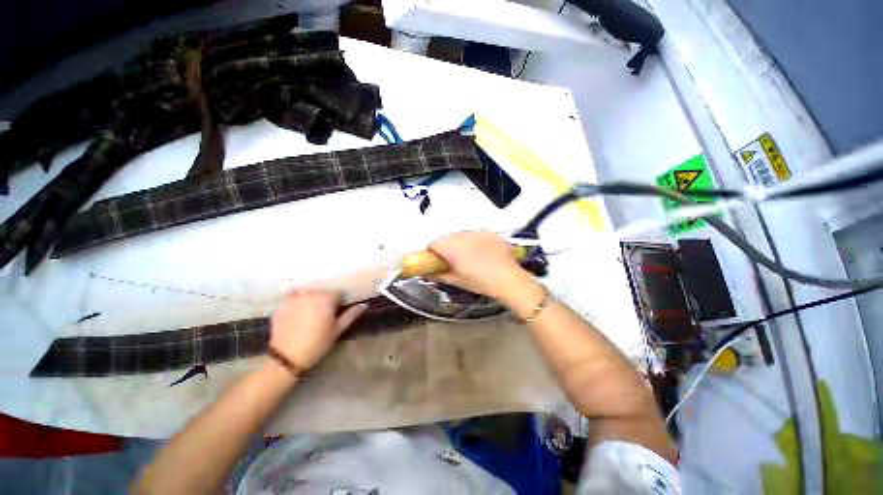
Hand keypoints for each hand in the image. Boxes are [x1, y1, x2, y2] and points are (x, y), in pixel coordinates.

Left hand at [269, 289, 366, 370]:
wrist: (287, 356)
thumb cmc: (317, 343)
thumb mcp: (337, 330)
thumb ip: (351, 315)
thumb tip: (365, 305)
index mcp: (327, 299)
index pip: (338, 293)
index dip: (339, 301)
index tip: (337, 312)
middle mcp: (311, 294)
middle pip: (323, 291)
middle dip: (325, 300)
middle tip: (324, 315)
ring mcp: (295, 298)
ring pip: (309, 292)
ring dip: (312, 298)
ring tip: (310, 312)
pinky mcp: (282, 304)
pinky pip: (292, 295)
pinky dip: (296, 298)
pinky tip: (297, 308)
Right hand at [428, 230, 531, 300]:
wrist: (509, 279)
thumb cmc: (480, 282)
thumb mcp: (457, 281)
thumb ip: (440, 275)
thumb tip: (428, 273)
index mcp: (452, 248)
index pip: (434, 243)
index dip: (433, 251)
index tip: (437, 260)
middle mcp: (463, 236)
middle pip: (447, 238)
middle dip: (447, 247)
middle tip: (454, 260)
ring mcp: (477, 232)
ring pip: (461, 234)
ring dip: (460, 242)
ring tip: (470, 255)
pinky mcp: (489, 232)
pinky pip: (475, 233)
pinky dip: (474, 240)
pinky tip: (482, 251)